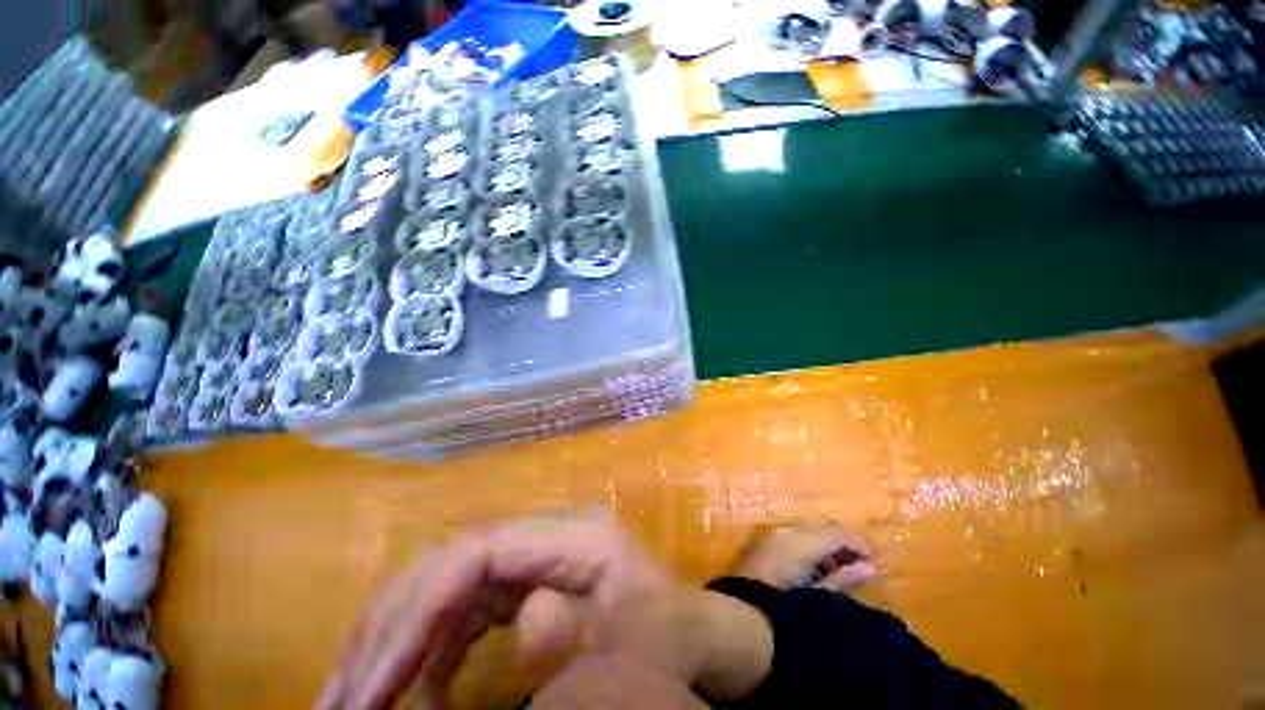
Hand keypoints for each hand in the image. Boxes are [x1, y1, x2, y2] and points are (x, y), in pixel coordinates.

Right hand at [320, 513, 772, 709]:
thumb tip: (517, 618)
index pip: (480, 550)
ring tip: (359, 699)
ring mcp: (536, 555)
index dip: (421, 609)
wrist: (692, 632)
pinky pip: (465, 606)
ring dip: (399, 637)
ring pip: (449, 581)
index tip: (373, 688)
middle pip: (453, 559)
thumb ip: (575, 630)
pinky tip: (417, 693)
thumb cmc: (668, 636)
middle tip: (343, 698)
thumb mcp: (632, 645)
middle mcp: (547, 535)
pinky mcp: (529, 581)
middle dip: (392, 625)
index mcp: (575, 536)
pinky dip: (431, 649)